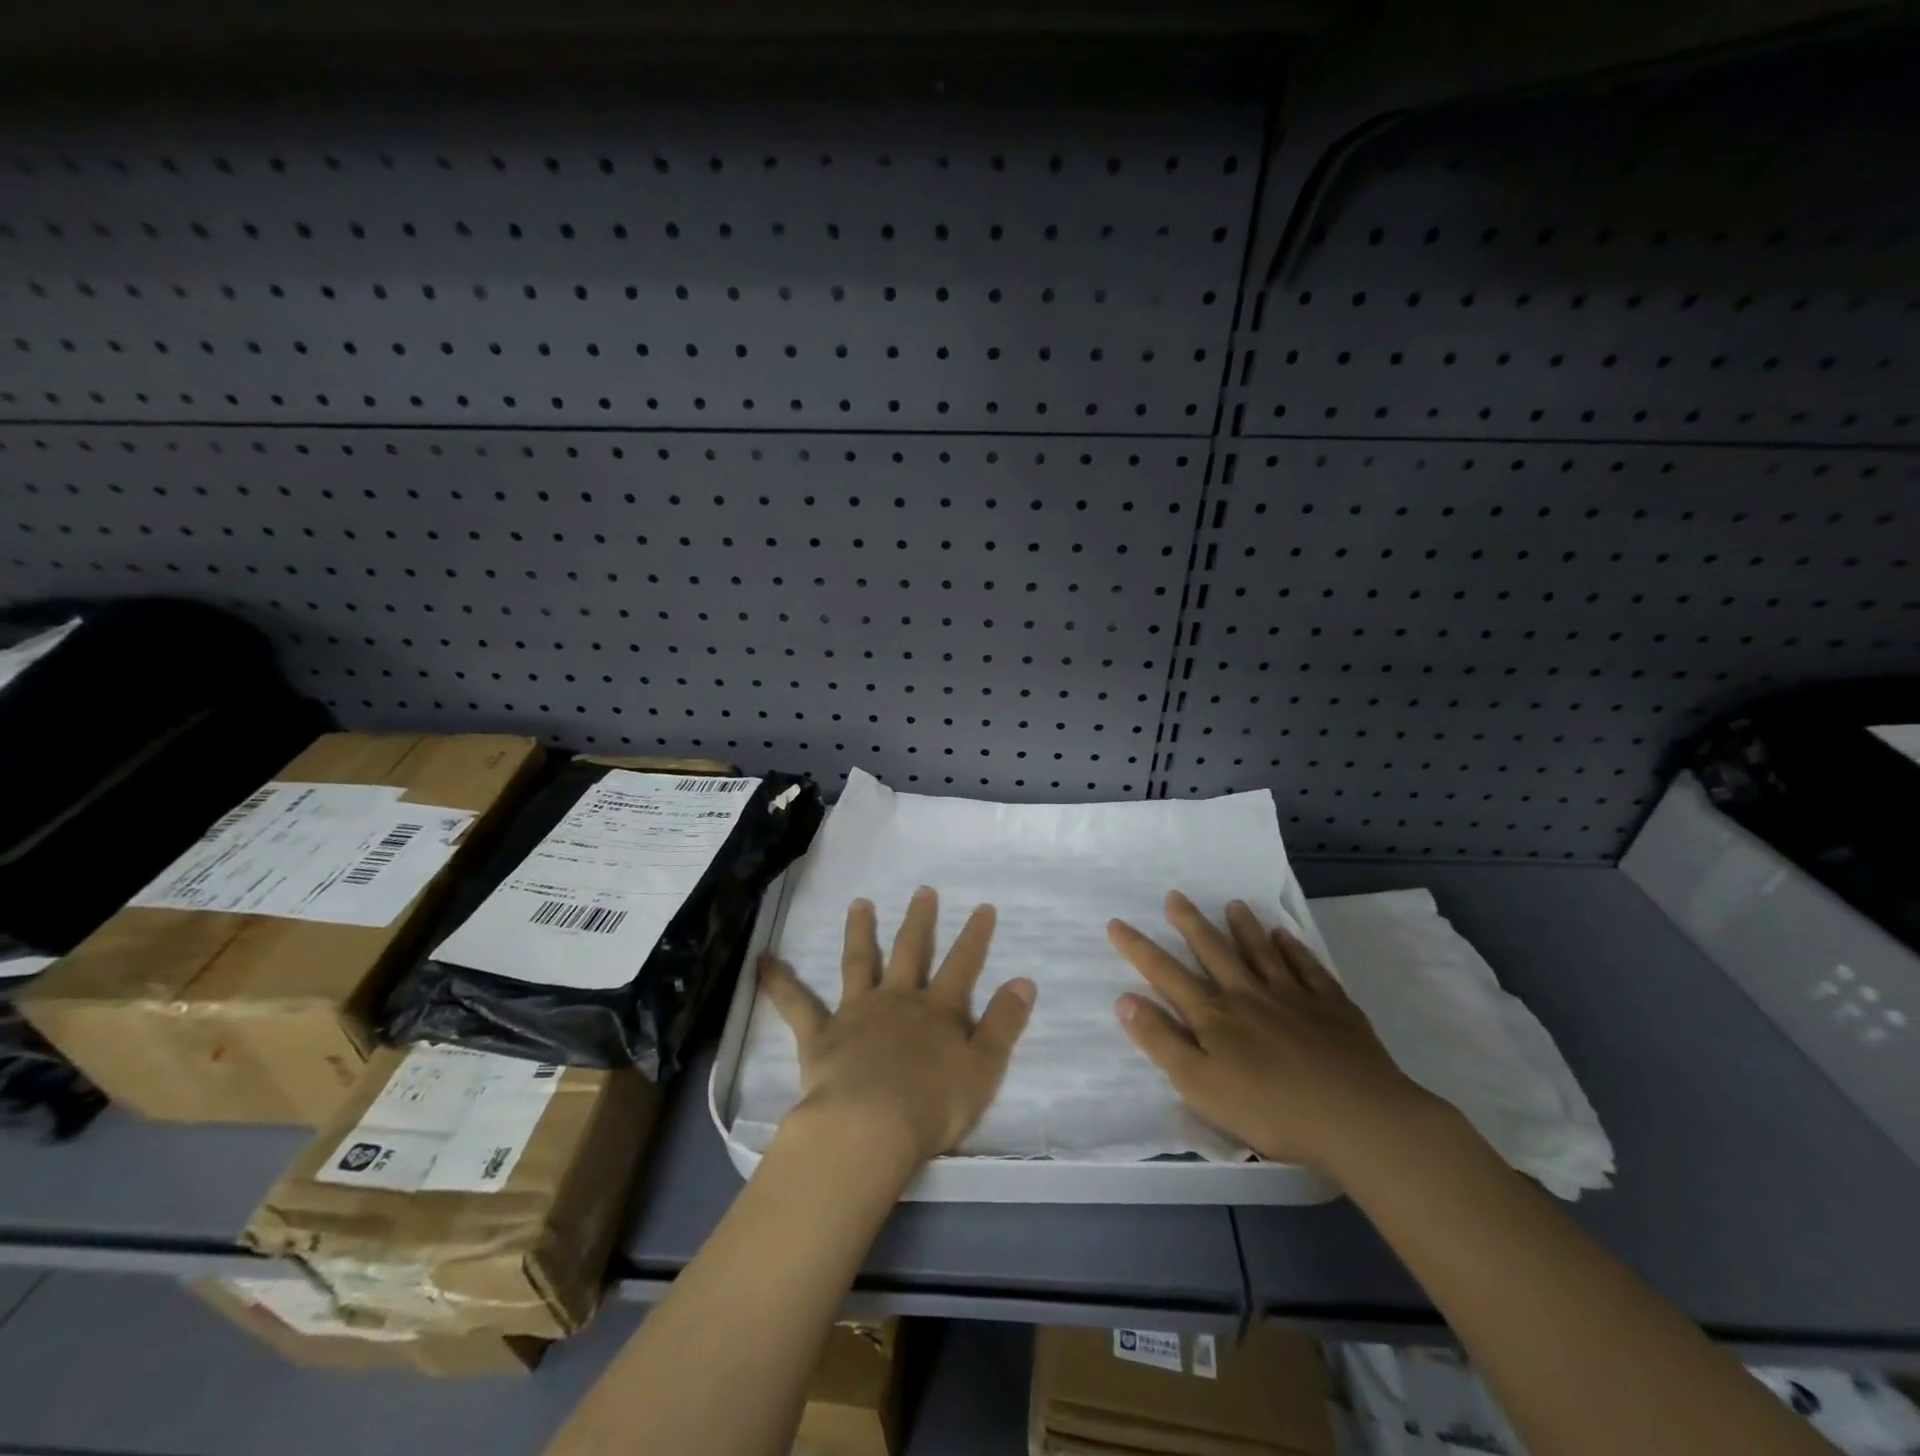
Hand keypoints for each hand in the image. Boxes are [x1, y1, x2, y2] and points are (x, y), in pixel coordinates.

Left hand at [758, 886, 1036, 1172]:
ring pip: (860, 963)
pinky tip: (761, 960)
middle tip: (922, 890)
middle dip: (919, 921)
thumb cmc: (933, 1105)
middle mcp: (898, 1000)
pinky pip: (795, 1003)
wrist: (870, 1127)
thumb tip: (1025, 981)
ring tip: (859, 903)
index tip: (983, 907)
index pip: (963, 966)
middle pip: (911, 952)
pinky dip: (778, 981)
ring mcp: (857, 1013)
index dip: (975, 937)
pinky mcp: (821, 1034)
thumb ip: (1004, 1024)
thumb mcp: (984, 1068)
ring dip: (860, 932)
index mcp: (938, 1011)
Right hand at [1108, 891, 1441, 1176]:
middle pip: (1214, 951)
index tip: (1116, 923)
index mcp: (1214, 1016)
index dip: (1138, 949)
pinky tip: (1287, 937)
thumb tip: (1125, 1000)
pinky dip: (1294, 949)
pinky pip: (1308, 967)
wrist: (1359, 1119)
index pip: (1166, 974)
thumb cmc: (1271, 1110)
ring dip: (1244, 927)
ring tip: (1233, 904)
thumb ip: (1161, 1041)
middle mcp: (1249, 994)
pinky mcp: (1333, 1007)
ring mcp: (1294, 996)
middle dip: (1190, 923)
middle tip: (1175, 896)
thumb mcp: (1200, 1085)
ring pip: (1261, 952)